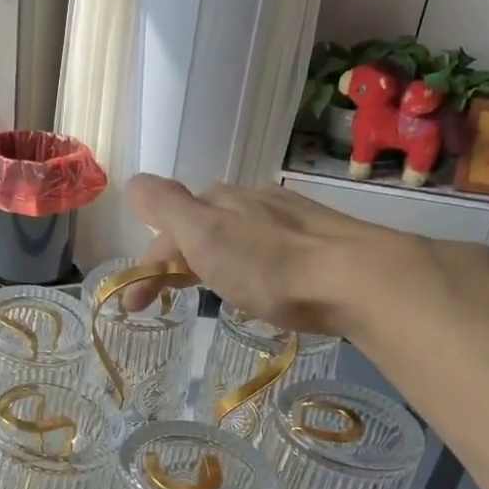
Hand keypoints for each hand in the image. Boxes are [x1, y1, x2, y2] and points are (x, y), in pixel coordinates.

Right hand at [123, 174, 414, 335]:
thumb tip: (132, 182)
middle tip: (169, 298)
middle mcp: (250, 200)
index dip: (146, 265)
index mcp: (217, 200)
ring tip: (212, 292)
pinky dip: (248, 265)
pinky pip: (267, 248)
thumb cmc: (269, 265)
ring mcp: (287, 218)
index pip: (166, 228)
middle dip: (177, 259)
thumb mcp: (204, 234)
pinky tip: (260, 284)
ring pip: (235, 235)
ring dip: (212, 260)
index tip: (136, 306)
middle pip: (200, 227)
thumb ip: (165, 207)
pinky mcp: (317, 241)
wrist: (356, 279)